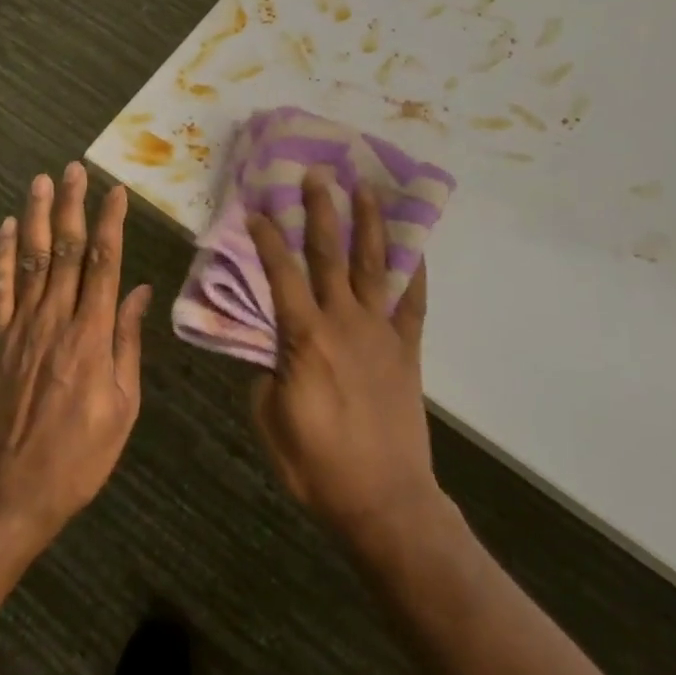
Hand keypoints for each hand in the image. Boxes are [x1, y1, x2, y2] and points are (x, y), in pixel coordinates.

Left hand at [0, 163, 151, 535]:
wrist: (8, 493)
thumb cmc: (77, 456)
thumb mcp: (122, 408)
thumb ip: (128, 344)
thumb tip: (140, 293)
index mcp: (92, 335)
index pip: (104, 264)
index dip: (110, 223)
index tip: (116, 192)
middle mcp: (56, 320)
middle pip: (64, 250)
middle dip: (71, 205)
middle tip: (74, 169)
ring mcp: (20, 328)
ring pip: (30, 259)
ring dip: (35, 217)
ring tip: (41, 181)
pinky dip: (0, 255)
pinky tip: (4, 228)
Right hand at [247, 167, 443, 547]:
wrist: (384, 500)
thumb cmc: (318, 465)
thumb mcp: (270, 421)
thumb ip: (267, 374)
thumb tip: (272, 350)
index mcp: (304, 337)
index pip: (281, 274)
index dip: (268, 238)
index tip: (258, 208)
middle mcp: (343, 322)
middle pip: (329, 254)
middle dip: (321, 210)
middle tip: (317, 174)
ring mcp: (380, 333)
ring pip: (373, 266)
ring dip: (369, 224)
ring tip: (366, 188)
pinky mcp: (407, 350)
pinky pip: (413, 304)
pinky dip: (416, 274)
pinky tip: (417, 250)